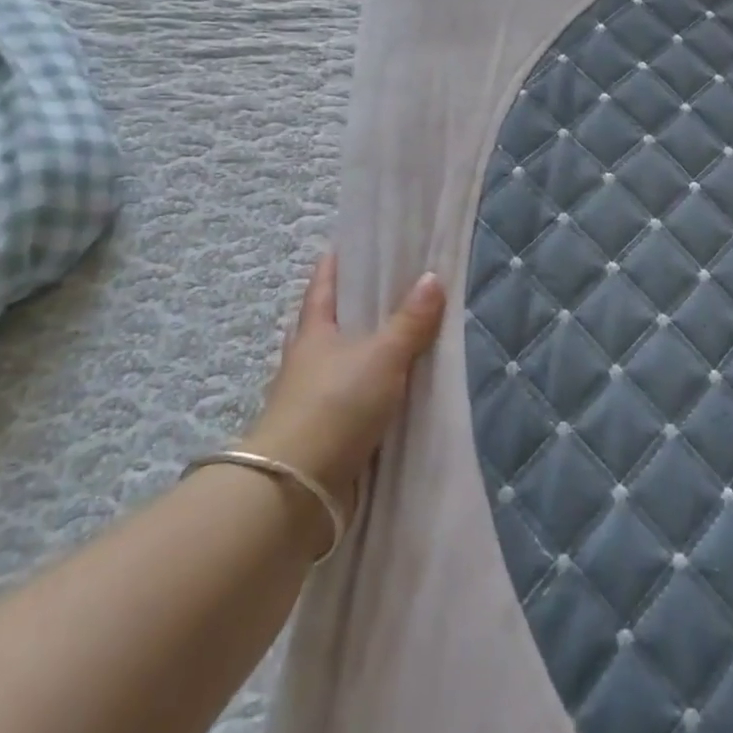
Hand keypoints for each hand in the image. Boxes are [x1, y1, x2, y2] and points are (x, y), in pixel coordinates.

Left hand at [241, 253, 444, 520]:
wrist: (299, 487)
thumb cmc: (336, 404)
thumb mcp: (382, 356)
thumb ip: (410, 321)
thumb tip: (433, 276)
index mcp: (314, 332)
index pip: (323, 287)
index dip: (334, 265)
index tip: (348, 245)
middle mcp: (306, 360)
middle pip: (325, 323)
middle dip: (347, 307)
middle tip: (380, 291)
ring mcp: (310, 397)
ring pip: (335, 362)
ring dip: (356, 351)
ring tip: (389, 339)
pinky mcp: (321, 431)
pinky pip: (347, 397)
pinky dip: (364, 388)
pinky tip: (386, 390)